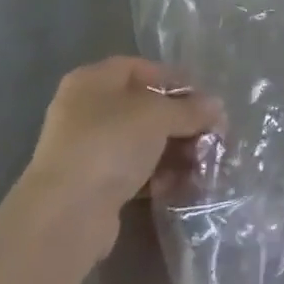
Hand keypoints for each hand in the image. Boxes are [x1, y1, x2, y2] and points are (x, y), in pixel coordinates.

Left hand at [22, 57, 223, 257]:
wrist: (66, 215)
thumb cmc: (111, 143)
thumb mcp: (158, 116)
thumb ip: (190, 109)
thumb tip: (217, 107)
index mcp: (93, 80)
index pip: (142, 68)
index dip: (175, 80)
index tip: (205, 97)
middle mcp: (86, 110)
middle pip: (144, 107)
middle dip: (180, 121)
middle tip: (211, 133)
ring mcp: (87, 149)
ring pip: (141, 142)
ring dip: (174, 150)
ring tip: (203, 162)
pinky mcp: (93, 185)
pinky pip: (133, 171)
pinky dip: (158, 175)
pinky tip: (182, 184)